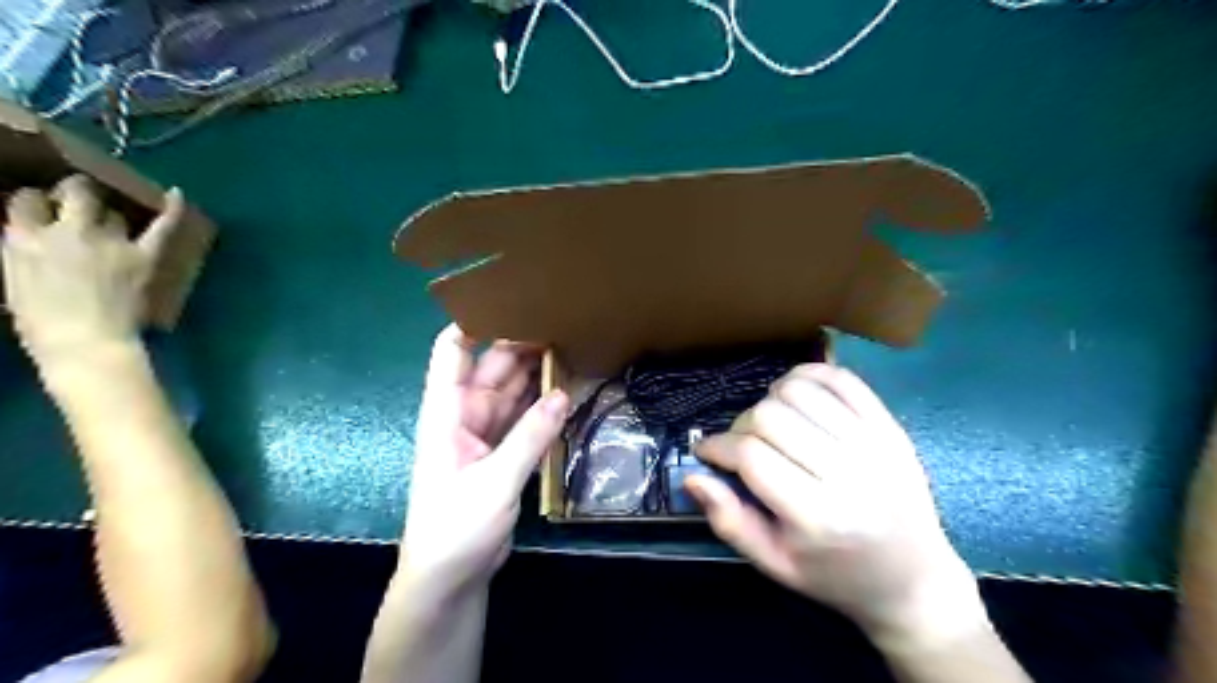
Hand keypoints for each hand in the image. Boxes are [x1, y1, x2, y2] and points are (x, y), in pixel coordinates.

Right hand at [0, 176, 178, 374]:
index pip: (25, 200)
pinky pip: (162, 227)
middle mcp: (67, 231)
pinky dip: (172, 210)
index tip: (44, 209)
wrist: (86, 343)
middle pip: (76, 194)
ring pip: (114, 214)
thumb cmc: (43, 323)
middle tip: (80, 201)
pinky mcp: (144, 256)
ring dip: (112, 219)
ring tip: (112, 227)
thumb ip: (24, 252)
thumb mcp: (14, 280)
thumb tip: (34, 238)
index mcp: (22, 238)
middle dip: (77, 193)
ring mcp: (110, 242)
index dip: (37, 203)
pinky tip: (176, 194)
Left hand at [404, 324, 566, 597]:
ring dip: (537, 375)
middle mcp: (465, 414)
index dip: (475, 322)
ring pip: (513, 392)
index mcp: (446, 411)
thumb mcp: (494, 481)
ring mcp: (485, 434)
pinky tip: (567, 391)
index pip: (453, 351)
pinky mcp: (503, 453)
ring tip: (571, 348)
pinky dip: (543, 406)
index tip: (512, 299)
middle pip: (493, 367)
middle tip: (562, 321)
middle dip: (522, 345)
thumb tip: (564, 393)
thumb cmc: (455, 527)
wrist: (449, 578)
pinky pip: (524, 419)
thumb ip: (530, 436)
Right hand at [688, 362, 982, 644]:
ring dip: (770, 399)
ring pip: (800, 390)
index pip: (750, 456)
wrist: (914, 580)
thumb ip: (728, 520)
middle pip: (771, 416)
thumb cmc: (835, 576)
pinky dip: (808, 376)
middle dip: (741, 426)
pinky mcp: (891, 426)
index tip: (707, 452)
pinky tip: (796, 396)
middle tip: (740, 445)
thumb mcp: (774, 564)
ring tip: (769, 423)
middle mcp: (849, 474)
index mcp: (818, 517)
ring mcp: (875, 444)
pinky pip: (840, 379)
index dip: (717, 447)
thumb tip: (691, 476)